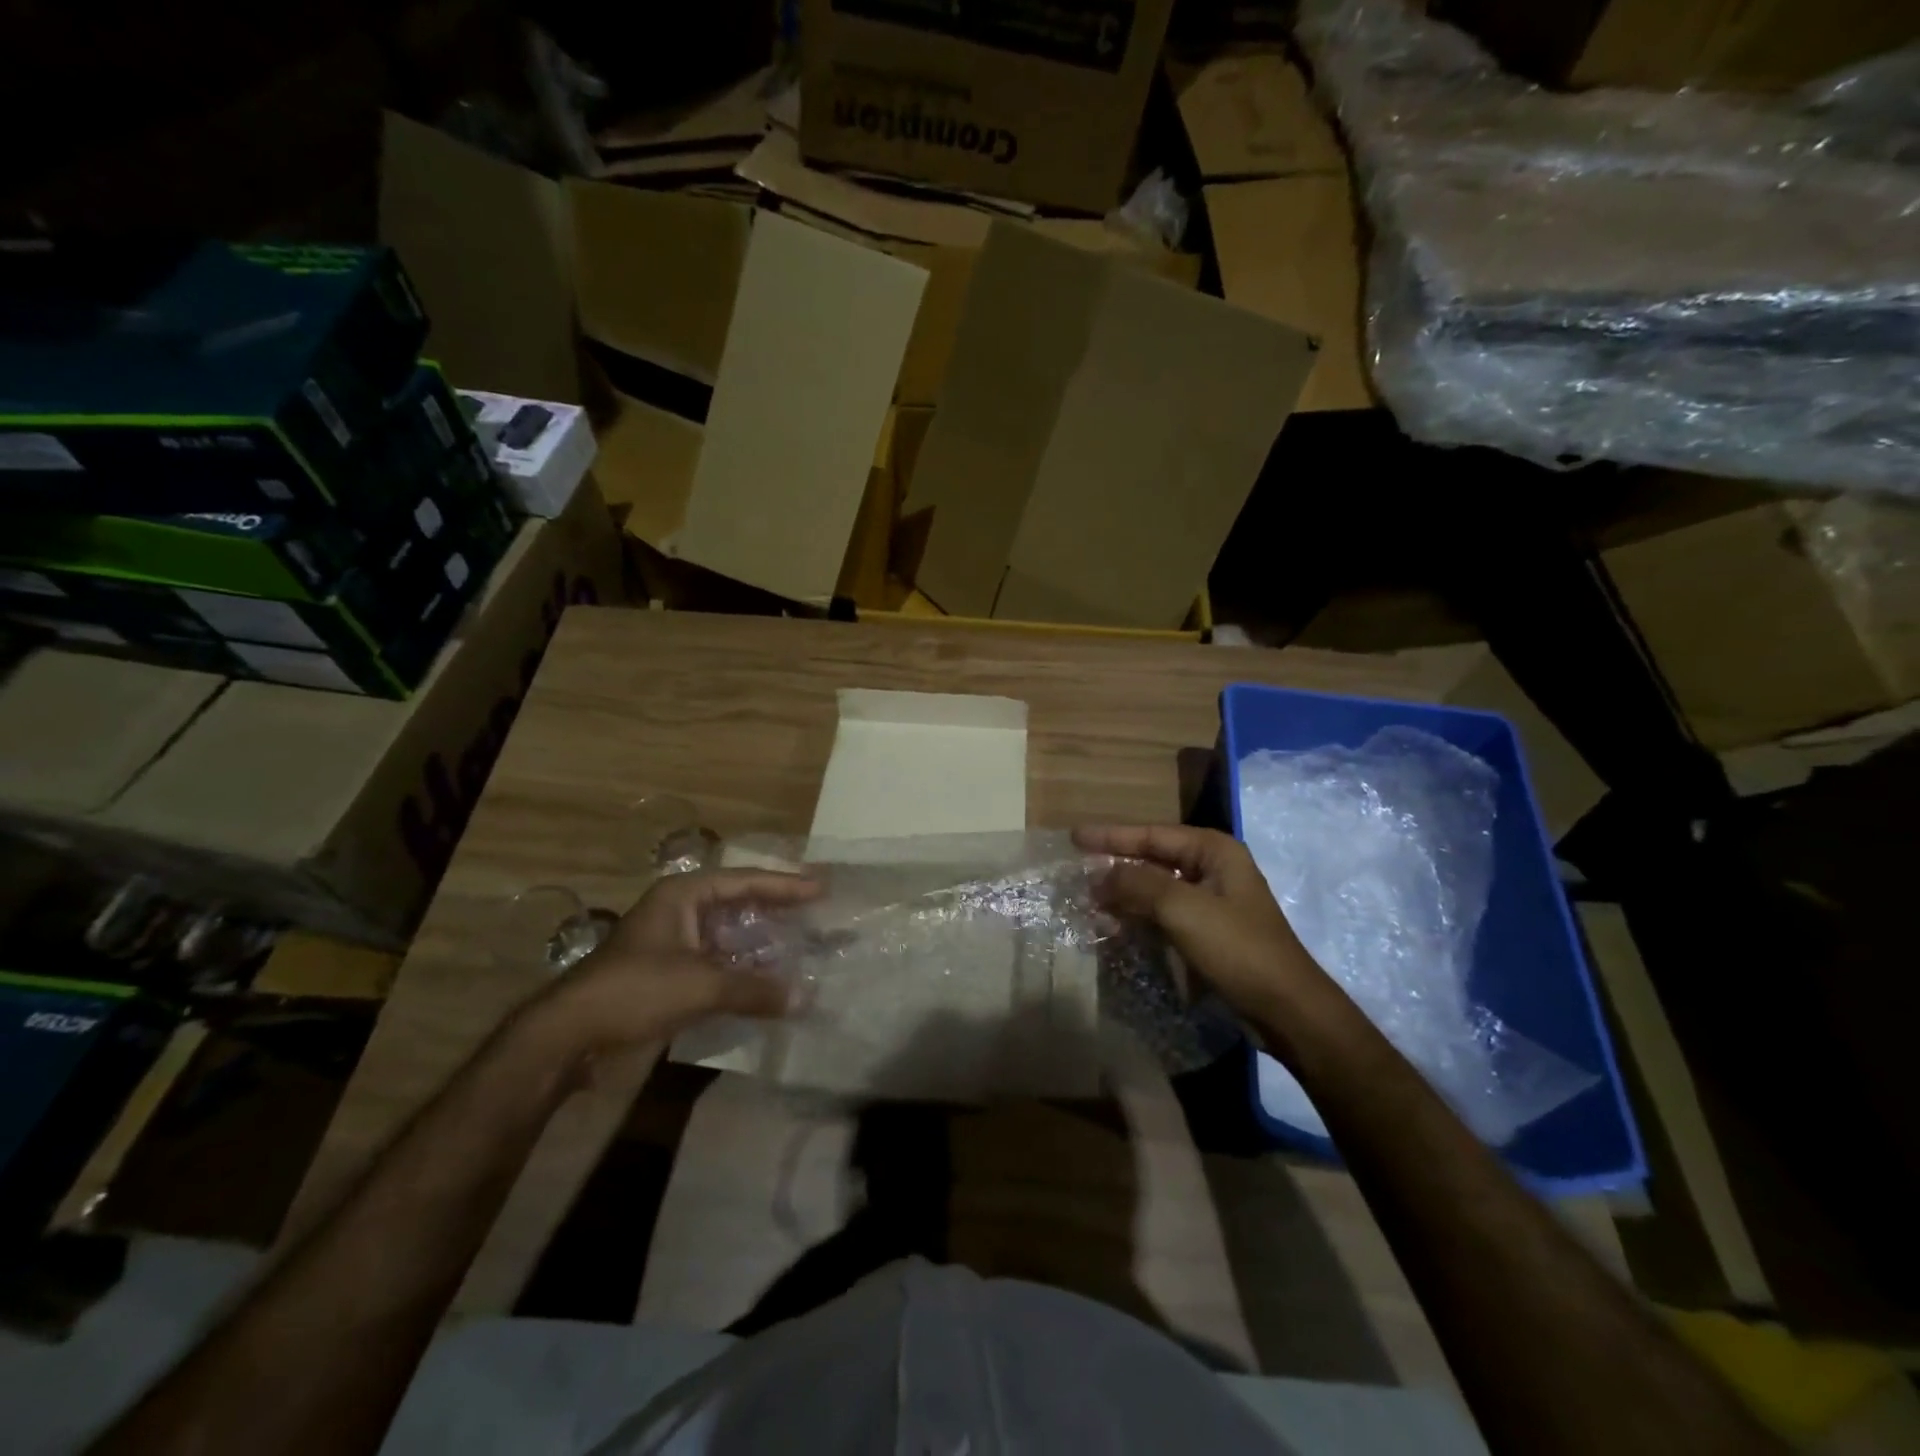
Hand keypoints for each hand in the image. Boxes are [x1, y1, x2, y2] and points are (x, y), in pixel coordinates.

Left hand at [531, 868, 822, 1056]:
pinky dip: (744, 969)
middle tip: (816, 912)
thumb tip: (805, 999)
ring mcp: (673, 943)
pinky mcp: (669, 974)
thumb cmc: (635, 990)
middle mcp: (679, 912)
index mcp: (683, 896)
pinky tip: (769, 981)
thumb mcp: (700, 984)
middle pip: (739, 903)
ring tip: (801, 946)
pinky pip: (718, 962)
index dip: (785, 884)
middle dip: (777, 909)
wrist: (569, 1036)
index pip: (745, 881)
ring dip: (762, 943)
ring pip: (728, 935)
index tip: (821, 888)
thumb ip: (755, 989)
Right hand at [1074, 825, 1333, 1024]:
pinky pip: (1163, 916)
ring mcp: (1211, 903)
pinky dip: (1138, 918)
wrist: (1286, 1009)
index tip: (1074, 837)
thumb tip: (1098, 874)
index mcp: (1214, 851)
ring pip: (1155, 890)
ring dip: (1123, 896)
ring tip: (1088, 903)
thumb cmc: (1237, 948)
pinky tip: (1113, 926)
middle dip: (1116, 867)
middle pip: (1153, 860)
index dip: (1112, 836)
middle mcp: (1212, 870)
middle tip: (1076, 873)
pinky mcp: (1207, 934)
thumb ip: (1137, 883)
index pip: (1152, 834)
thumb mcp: (1183, 908)